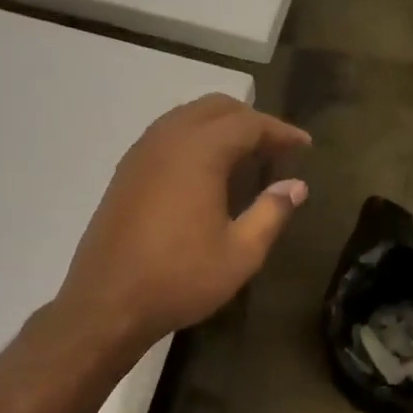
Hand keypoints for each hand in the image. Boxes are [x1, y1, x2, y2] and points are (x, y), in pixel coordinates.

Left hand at [59, 94, 309, 353]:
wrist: (106, 303)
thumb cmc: (180, 279)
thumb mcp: (240, 253)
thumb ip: (271, 213)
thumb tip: (296, 185)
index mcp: (199, 153)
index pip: (249, 123)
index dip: (280, 131)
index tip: (305, 146)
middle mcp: (167, 139)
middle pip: (215, 108)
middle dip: (251, 120)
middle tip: (276, 148)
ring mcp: (141, 153)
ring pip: (187, 116)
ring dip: (221, 126)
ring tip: (246, 156)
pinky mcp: (126, 171)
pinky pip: (167, 134)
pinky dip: (195, 138)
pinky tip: (207, 171)